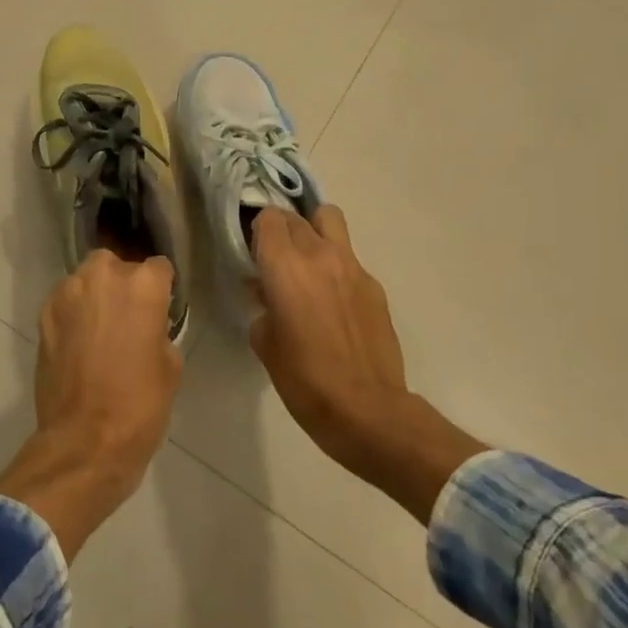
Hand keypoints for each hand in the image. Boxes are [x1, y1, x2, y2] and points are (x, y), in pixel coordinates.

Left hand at [0, 251, 180, 559]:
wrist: (85, 441)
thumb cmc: (139, 405)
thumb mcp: (170, 365)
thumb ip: (158, 328)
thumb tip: (146, 324)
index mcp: (142, 285)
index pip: (158, 267)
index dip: (161, 288)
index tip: (160, 308)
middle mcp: (103, 276)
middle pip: (117, 265)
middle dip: (123, 284)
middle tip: (128, 317)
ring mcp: (68, 293)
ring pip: (86, 279)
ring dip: (94, 295)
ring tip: (99, 328)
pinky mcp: (44, 314)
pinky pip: (65, 301)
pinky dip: (73, 313)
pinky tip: (78, 341)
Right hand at [249, 206, 485, 521]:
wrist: (367, 410)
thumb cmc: (304, 380)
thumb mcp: (265, 342)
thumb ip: (263, 306)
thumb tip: (268, 295)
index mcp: (285, 266)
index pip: (268, 218)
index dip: (257, 230)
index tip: (252, 252)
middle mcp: (319, 255)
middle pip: (296, 216)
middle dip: (281, 230)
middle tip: (275, 259)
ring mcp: (353, 267)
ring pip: (330, 220)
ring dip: (314, 231)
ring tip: (307, 262)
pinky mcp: (374, 285)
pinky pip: (349, 258)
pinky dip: (336, 265)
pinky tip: (334, 301)